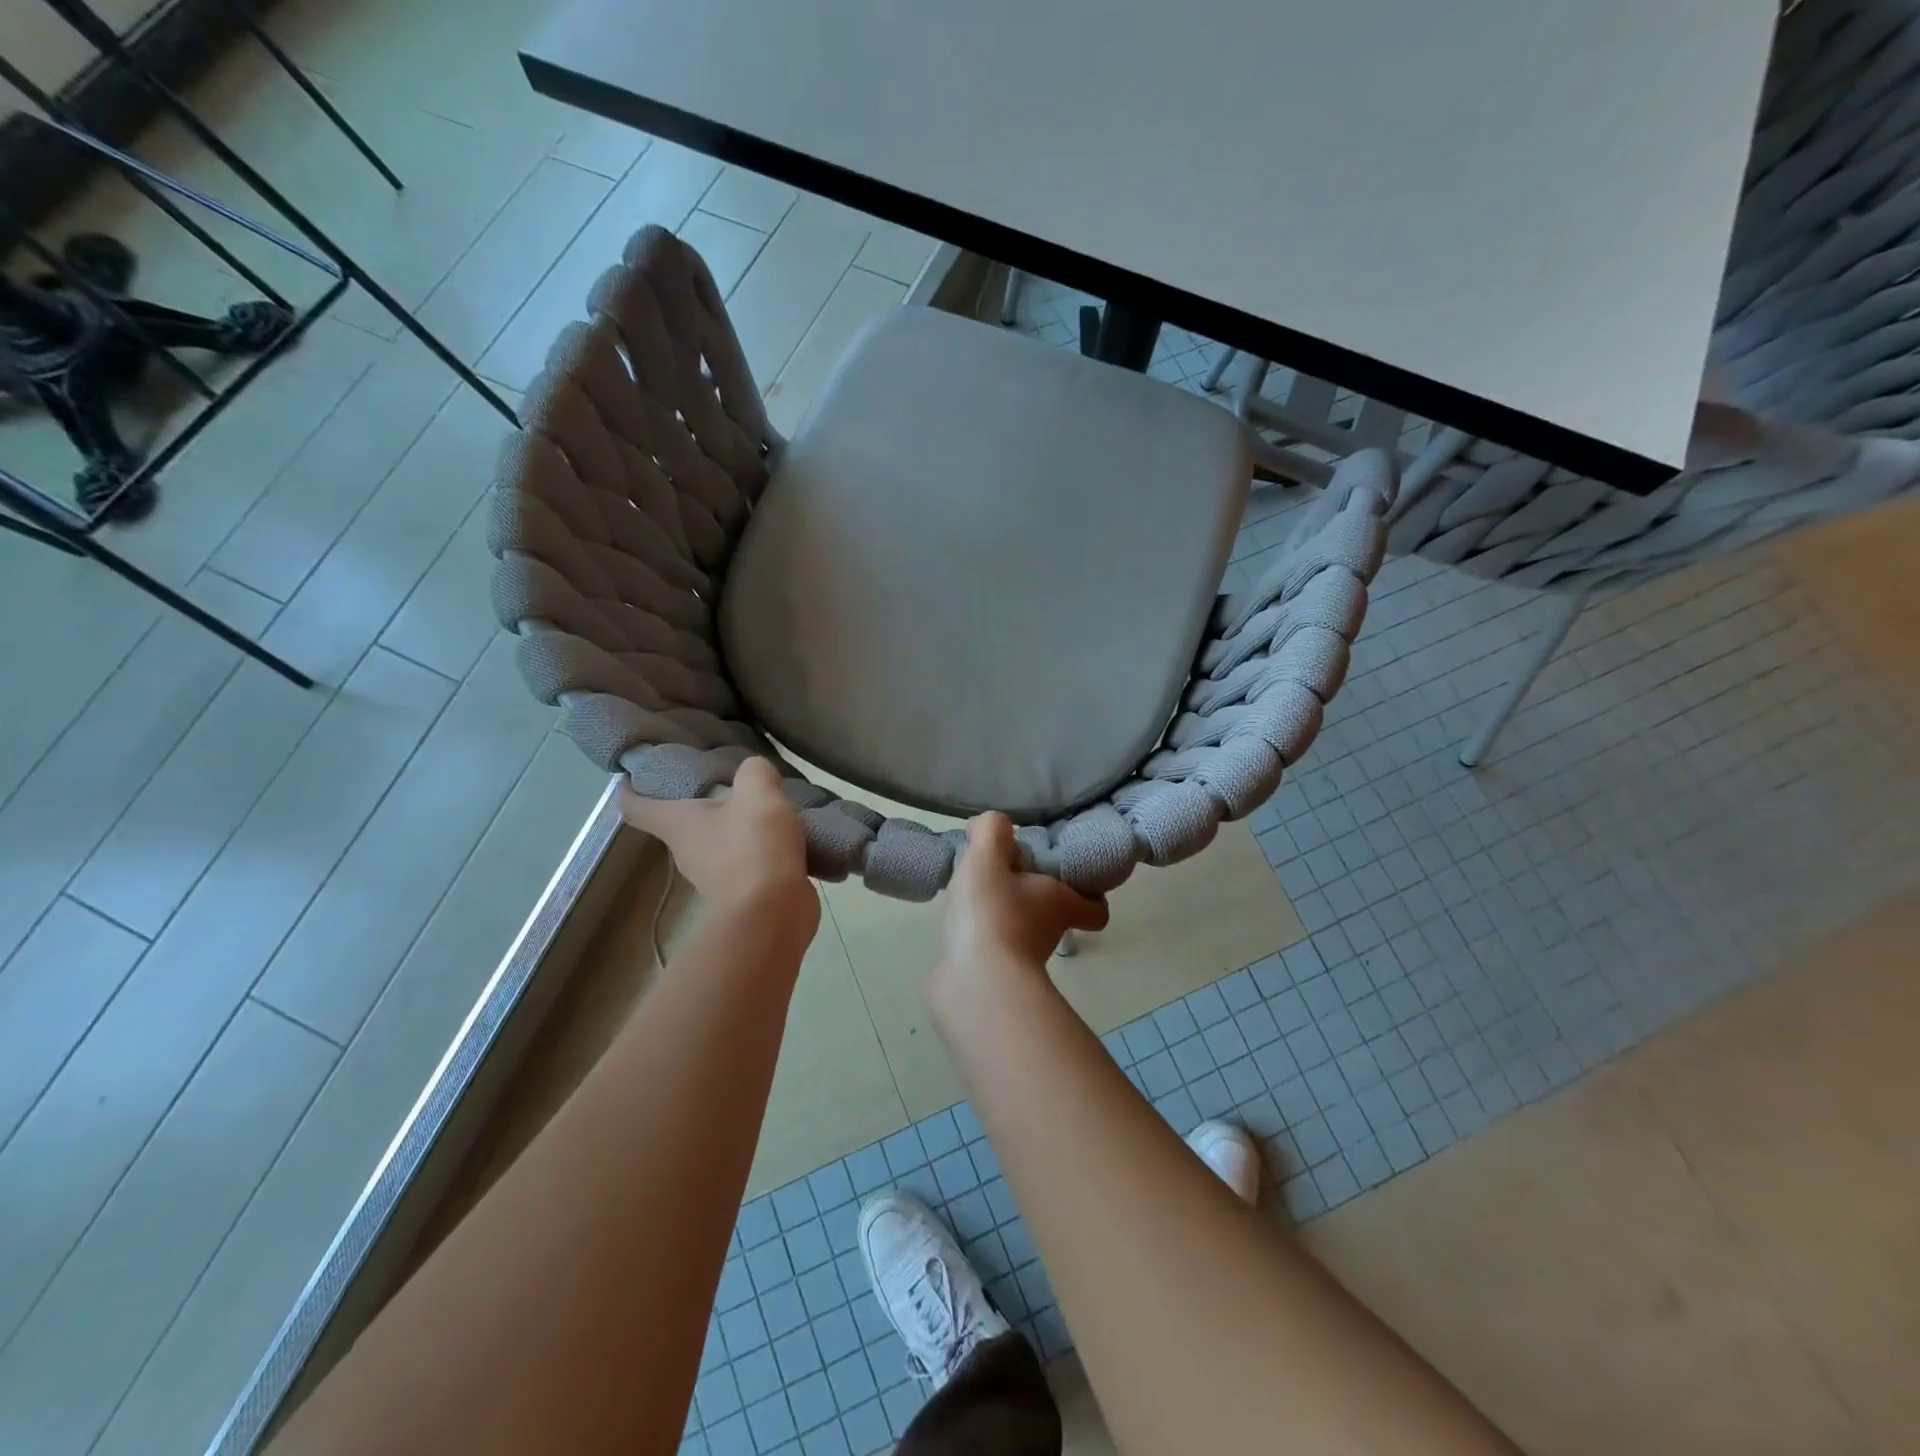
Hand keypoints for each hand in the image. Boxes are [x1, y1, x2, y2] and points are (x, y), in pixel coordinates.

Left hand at [618, 757, 812, 917]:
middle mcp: (687, 850)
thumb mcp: (758, 794)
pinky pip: (747, 859)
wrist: (773, 913)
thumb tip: (755, 772)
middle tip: (723, 778)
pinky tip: (785, 835)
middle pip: (681, 822)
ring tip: (764, 805)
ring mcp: (714, 875)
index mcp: (678, 824)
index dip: (629, 789)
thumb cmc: (753, 847)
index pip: (636, 807)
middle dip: (697, 801)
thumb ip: (754, 772)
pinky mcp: (743, 892)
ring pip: (718, 840)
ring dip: (734, 825)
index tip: (633, 774)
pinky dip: (760, 847)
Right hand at [939, 813, 1108, 974]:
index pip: (1094, 907)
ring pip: (1020, 929)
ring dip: (1002, 913)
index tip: (1066, 876)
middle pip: (1051, 913)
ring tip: (972, 893)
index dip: (1088, 893)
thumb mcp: (988, 858)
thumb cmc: (992, 913)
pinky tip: (958, 921)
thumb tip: (992, 825)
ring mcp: (1021, 960)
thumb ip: (992, 831)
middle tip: (1003, 874)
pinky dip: (979, 936)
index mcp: (1060, 903)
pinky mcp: (993, 977)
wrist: (975, 984)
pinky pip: (991, 948)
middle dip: (1030, 894)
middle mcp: (1048, 933)